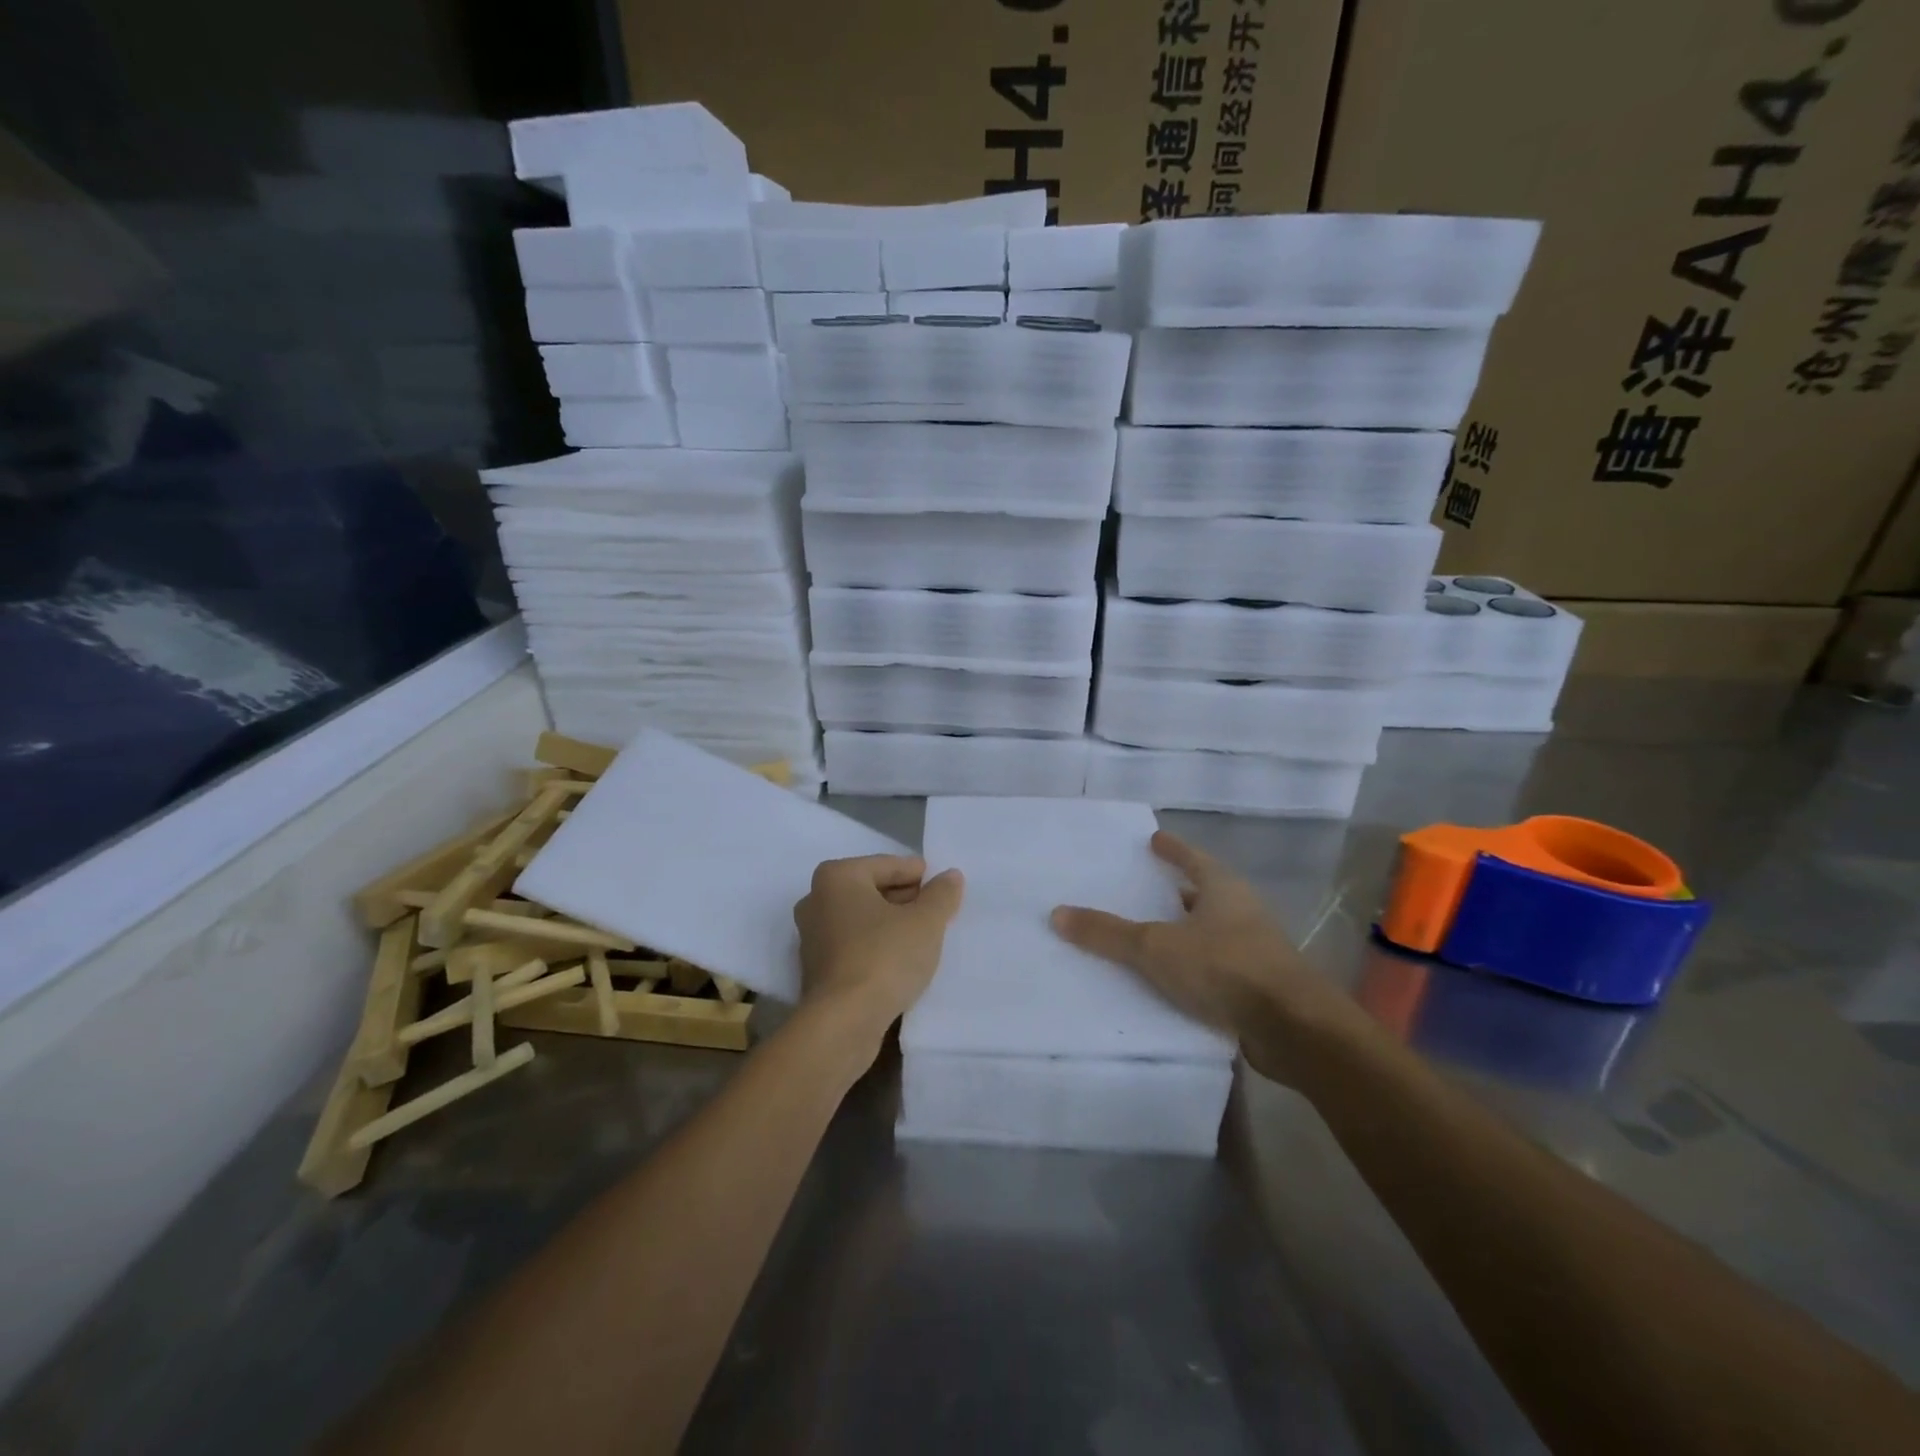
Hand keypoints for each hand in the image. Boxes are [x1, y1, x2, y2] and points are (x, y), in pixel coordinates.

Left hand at [793, 855, 964, 1051]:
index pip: (888, 865)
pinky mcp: (817, 969)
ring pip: (863, 920)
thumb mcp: (925, 922)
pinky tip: (902, 961)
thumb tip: (951, 876)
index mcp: (837, 876)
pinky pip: (855, 945)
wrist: (843, 1023)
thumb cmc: (884, 957)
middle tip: (938, 912)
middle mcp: (817, 899)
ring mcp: (812, 936)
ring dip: (892, 925)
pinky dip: (877, 947)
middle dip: (906, 899)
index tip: (944, 886)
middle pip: (873, 890)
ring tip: (926, 937)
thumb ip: (941, 894)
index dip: (920, 874)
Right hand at [1050, 831, 1362, 1082]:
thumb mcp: (1156, 948)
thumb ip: (1108, 933)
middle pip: (1205, 893)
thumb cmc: (1225, 968)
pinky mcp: (1259, 986)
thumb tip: (1057, 913)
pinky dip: (1194, 966)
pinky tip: (1172, 980)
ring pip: (1212, 931)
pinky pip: (1217, 966)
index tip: (1154, 839)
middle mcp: (1243, 912)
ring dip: (1186, 931)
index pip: (1193, 858)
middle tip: (1147, 887)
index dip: (1172, 849)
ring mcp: (1256, 950)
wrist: (1294, 1029)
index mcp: (1223, 889)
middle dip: (1178, 891)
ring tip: (1153, 934)